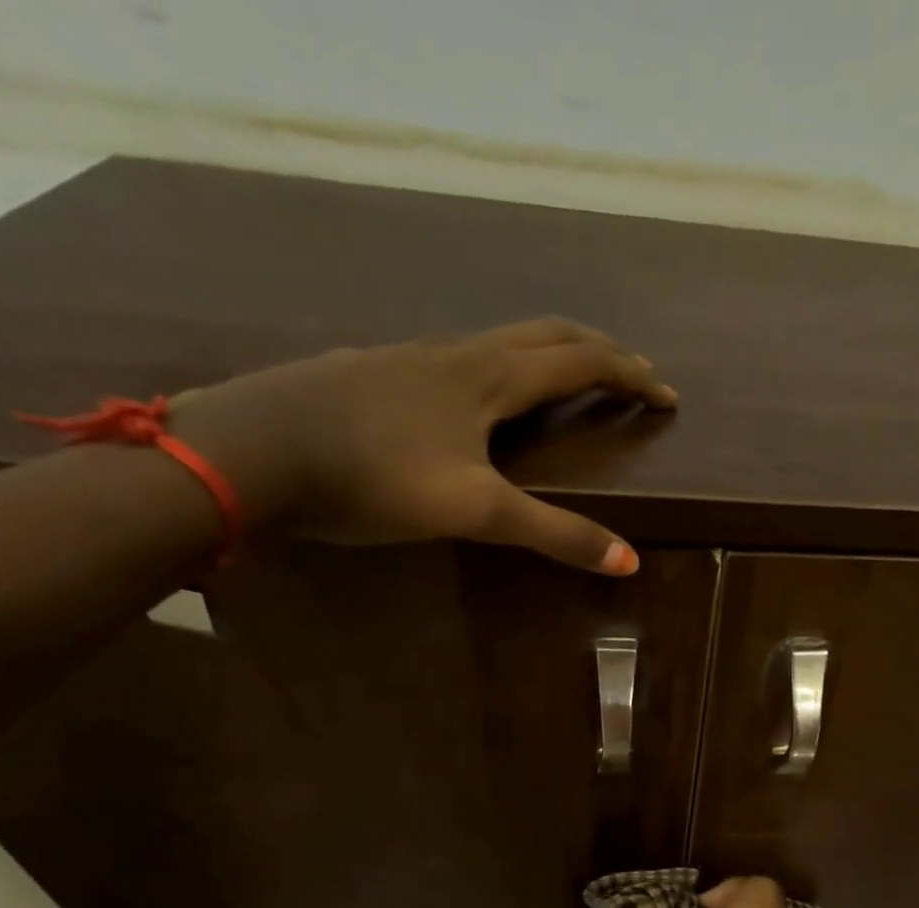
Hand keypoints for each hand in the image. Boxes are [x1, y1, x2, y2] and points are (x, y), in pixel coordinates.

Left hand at [171, 317, 675, 571]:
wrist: (251, 449)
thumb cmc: (373, 476)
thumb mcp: (475, 511)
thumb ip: (554, 534)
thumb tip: (628, 562)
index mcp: (489, 378)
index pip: (580, 361)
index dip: (629, 375)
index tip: (666, 396)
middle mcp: (456, 353)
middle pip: (543, 334)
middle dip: (595, 349)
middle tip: (628, 372)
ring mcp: (410, 357)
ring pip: (496, 341)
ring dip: (544, 353)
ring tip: (563, 380)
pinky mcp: (374, 372)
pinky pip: (455, 357)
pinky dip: (495, 367)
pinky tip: (475, 398)